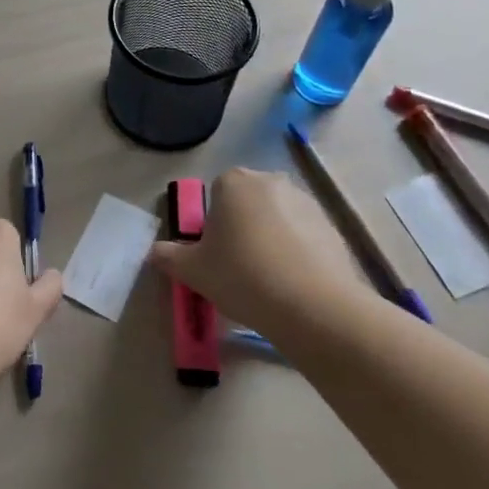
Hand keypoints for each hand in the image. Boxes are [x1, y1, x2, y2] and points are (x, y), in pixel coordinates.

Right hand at [145, 168, 363, 332]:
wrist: (313, 306)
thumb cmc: (242, 276)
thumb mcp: (193, 271)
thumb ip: (168, 256)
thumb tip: (155, 252)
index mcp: (233, 182)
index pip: (216, 193)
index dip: (213, 223)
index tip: (215, 253)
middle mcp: (271, 181)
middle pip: (249, 201)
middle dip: (243, 226)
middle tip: (238, 266)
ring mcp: (306, 202)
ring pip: (278, 218)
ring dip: (272, 239)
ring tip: (269, 281)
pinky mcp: (333, 228)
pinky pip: (306, 237)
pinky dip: (299, 254)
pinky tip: (294, 286)